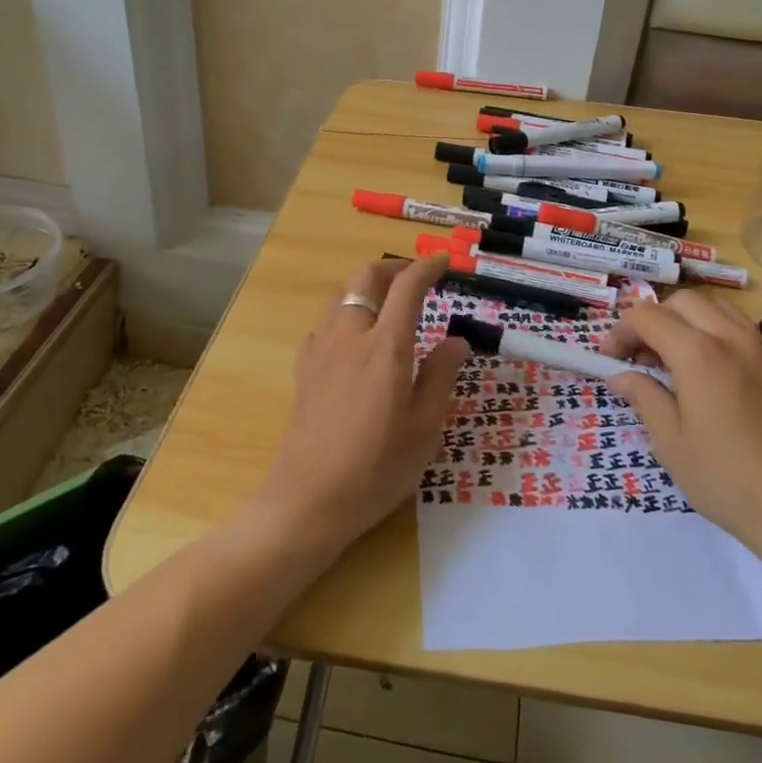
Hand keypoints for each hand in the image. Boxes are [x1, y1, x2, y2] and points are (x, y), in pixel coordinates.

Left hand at [254, 256, 469, 552]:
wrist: (309, 500)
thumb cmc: (377, 467)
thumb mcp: (425, 427)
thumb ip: (441, 376)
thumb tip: (457, 341)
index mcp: (386, 346)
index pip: (407, 287)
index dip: (427, 268)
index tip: (444, 263)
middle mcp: (350, 336)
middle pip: (366, 278)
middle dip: (393, 268)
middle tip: (417, 278)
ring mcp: (321, 351)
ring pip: (340, 296)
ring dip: (366, 288)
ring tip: (387, 305)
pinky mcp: (304, 370)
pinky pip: (324, 324)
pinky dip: (344, 315)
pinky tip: (354, 341)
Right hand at [602, 293, 761, 554]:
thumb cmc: (726, 479)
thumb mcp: (671, 442)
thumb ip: (644, 397)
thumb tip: (620, 376)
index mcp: (698, 353)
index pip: (647, 316)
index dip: (620, 332)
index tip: (608, 360)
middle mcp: (731, 337)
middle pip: (682, 302)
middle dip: (652, 320)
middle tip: (638, 358)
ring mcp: (761, 349)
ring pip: (715, 308)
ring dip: (686, 322)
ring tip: (673, 360)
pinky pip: (740, 328)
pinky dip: (714, 333)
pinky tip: (708, 374)